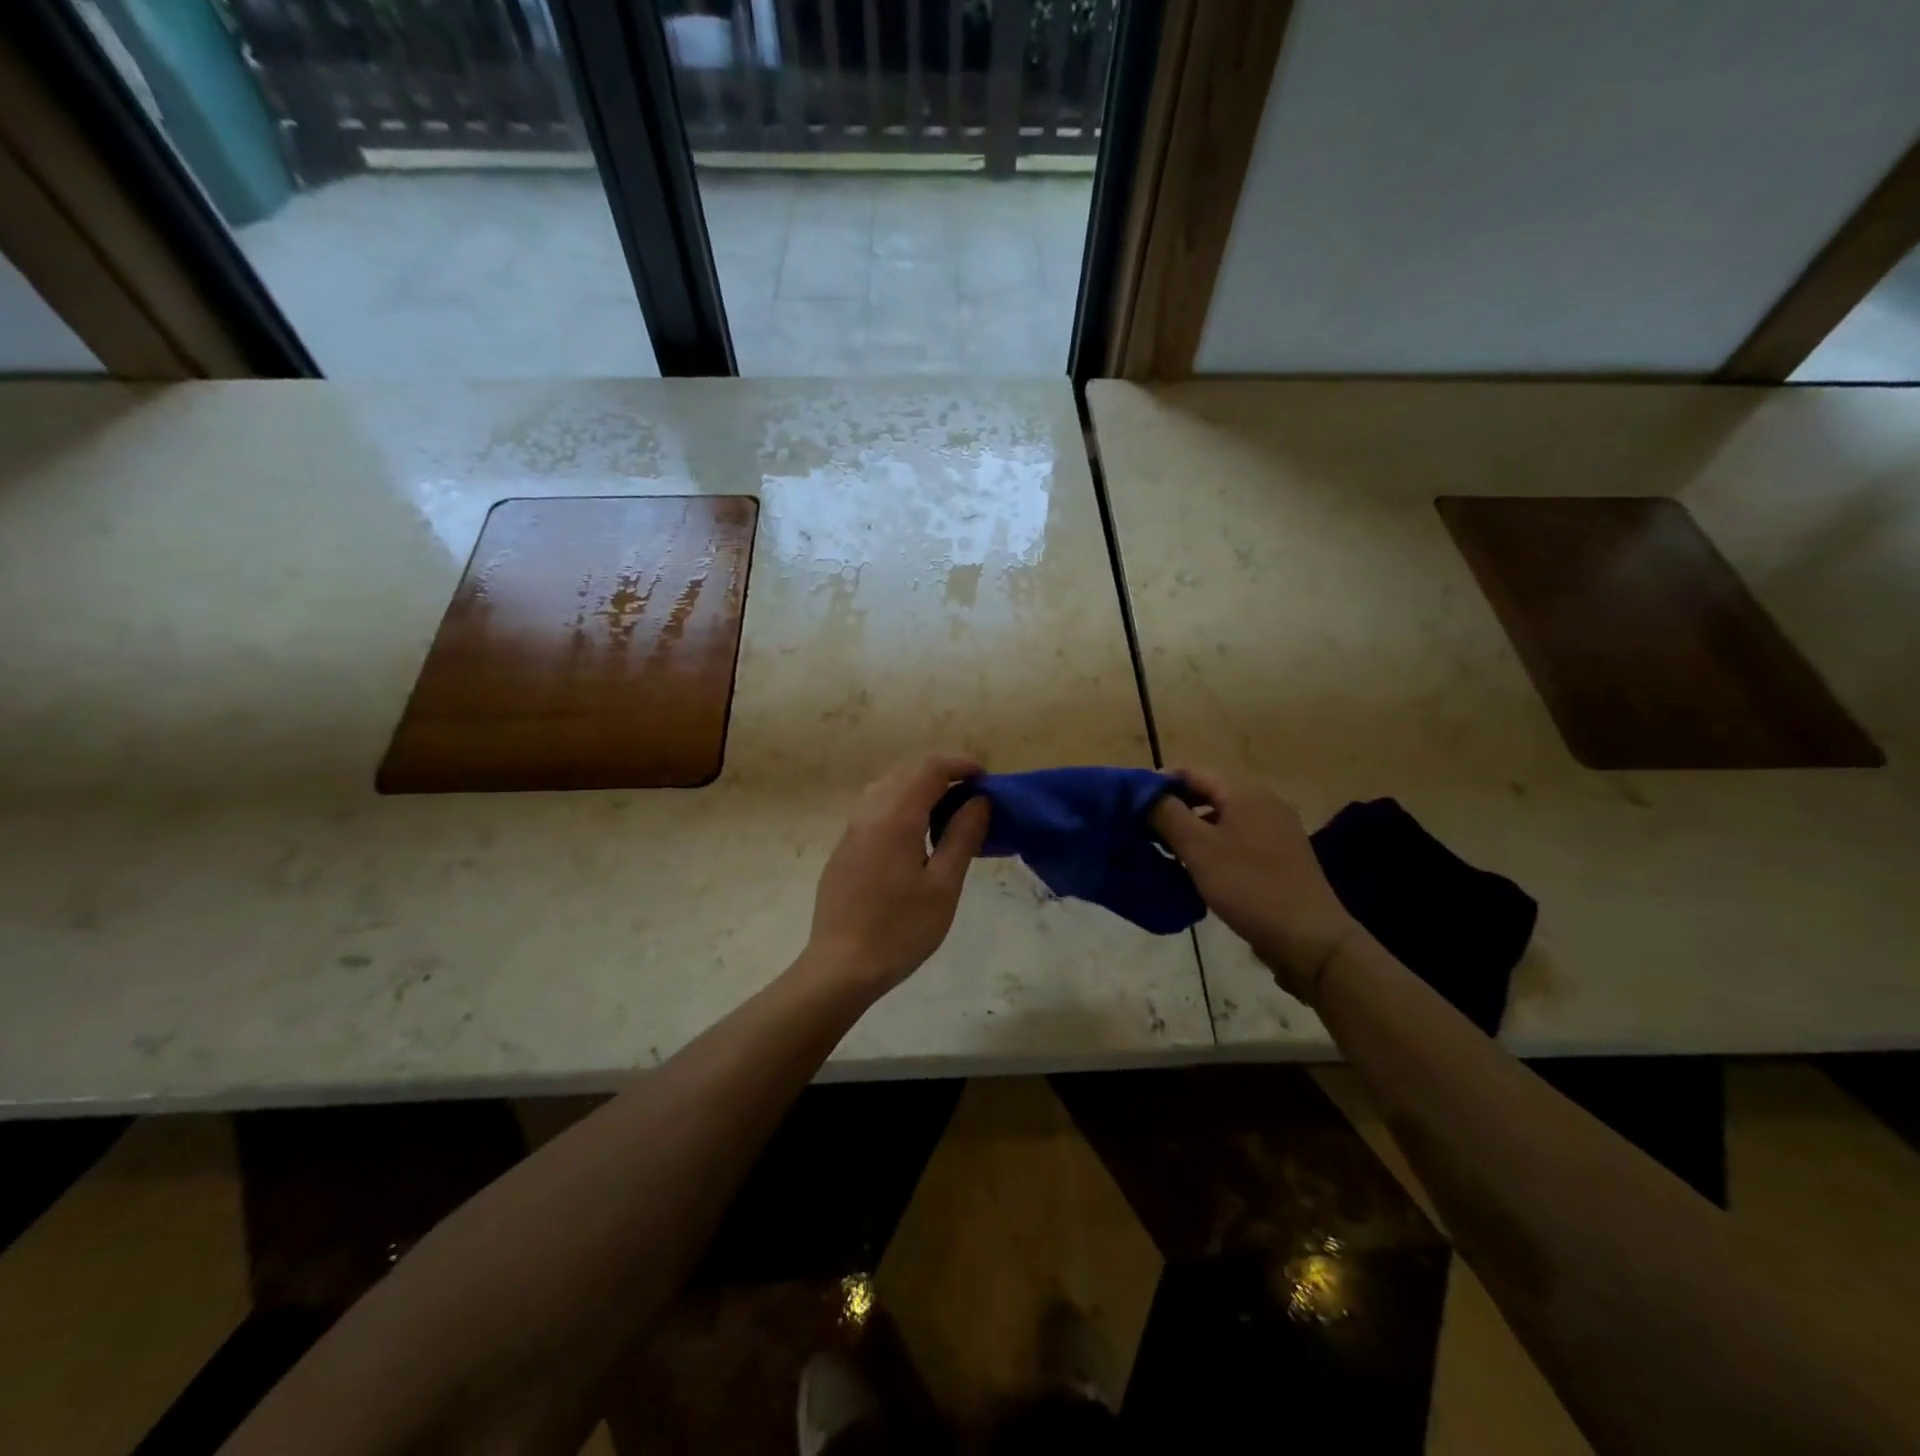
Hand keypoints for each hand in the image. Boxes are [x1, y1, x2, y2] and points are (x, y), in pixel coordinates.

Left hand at [805, 754, 991, 996]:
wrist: (841, 967)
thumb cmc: (900, 930)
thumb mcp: (943, 886)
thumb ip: (962, 837)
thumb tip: (979, 800)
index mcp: (896, 818)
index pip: (930, 769)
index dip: (960, 765)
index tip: (986, 778)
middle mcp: (869, 813)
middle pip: (906, 772)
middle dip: (941, 773)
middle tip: (971, 796)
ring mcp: (852, 830)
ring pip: (886, 787)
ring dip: (918, 786)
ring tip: (946, 811)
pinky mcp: (844, 849)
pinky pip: (873, 808)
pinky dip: (900, 803)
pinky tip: (915, 833)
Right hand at [1150, 768, 1360, 1005]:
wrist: (1311, 939)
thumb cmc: (1249, 886)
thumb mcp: (1198, 849)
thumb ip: (1167, 814)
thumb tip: (1144, 793)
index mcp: (1244, 791)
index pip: (1190, 773)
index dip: (1157, 785)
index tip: (1130, 807)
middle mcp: (1263, 801)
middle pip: (1206, 794)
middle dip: (1173, 809)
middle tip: (1142, 830)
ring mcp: (1275, 829)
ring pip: (1221, 819)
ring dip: (1191, 830)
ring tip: (1163, 851)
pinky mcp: (1280, 856)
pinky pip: (1236, 840)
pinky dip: (1212, 847)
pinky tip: (1196, 870)